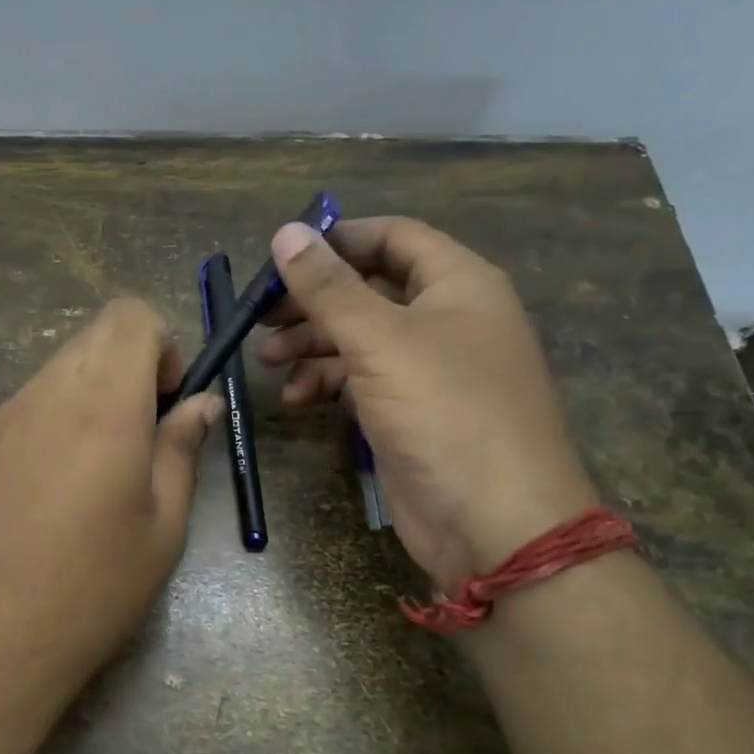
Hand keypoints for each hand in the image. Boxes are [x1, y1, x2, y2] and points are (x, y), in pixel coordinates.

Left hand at [0, 298, 221, 683]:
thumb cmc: (92, 588)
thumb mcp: (163, 526)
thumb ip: (182, 449)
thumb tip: (202, 404)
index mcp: (102, 405)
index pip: (130, 316)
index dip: (162, 345)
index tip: (169, 401)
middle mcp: (47, 393)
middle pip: (95, 335)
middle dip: (132, 366)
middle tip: (145, 434)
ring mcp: (4, 416)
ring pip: (61, 367)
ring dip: (95, 391)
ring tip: (103, 467)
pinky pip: (31, 402)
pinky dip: (60, 416)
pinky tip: (58, 487)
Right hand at [257, 217, 598, 587]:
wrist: (494, 522)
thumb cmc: (444, 411)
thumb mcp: (379, 340)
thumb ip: (328, 287)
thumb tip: (287, 231)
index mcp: (457, 284)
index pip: (392, 238)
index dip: (337, 240)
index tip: (282, 255)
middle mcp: (445, 318)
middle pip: (367, 289)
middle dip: (312, 301)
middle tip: (260, 316)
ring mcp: (428, 369)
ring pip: (358, 338)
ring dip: (310, 345)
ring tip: (265, 361)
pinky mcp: (409, 412)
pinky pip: (360, 381)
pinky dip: (326, 384)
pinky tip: (295, 399)